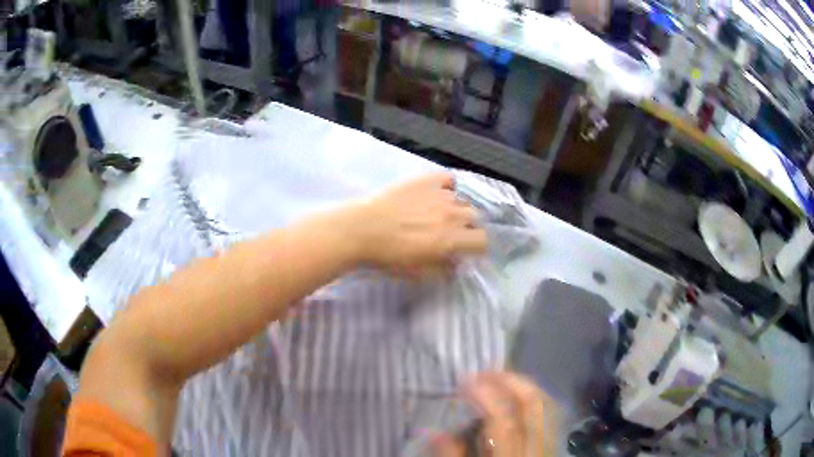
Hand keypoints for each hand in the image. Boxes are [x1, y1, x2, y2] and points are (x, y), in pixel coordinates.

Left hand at [349, 172, 487, 273]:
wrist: (362, 230)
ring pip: (463, 200)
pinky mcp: (426, 180)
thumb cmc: (389, 256)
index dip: (479, 246)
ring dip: (457, 209)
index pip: (483, 240)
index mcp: (452, 240)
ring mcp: (441, 194)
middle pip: (475, 218)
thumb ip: (443, 269)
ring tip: (442, 214)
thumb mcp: (418, 273)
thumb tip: (456, 264)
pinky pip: (449, 179)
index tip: (470, 250)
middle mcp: (452, 215)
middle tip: (453, 233)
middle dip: (469, 228)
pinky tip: (438, 193)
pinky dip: (448, 187)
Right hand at [433, 372, 559, 456]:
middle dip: (511, 381)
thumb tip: (432, 431)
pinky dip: (535, 402)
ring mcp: (550, 448)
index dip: (485, 394)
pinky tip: (519, 400)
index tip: (464, 380)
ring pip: (548, 406)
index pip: (502, 418)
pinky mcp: (553, 450)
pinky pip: (550, 417)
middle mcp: (536, 450)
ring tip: (501, 380)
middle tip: (485, 372)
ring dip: (526, 388)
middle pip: (534, 405)